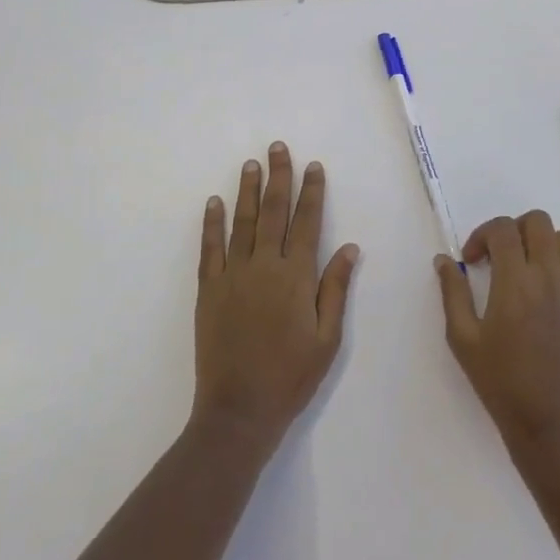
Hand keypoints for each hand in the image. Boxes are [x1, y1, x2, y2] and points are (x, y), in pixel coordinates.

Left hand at [194, 142, 360, 448]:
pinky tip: (214, 202)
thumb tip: (349, 247)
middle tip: (277, 148)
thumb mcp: (327, 338)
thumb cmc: (291, 377)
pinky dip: (212, 223)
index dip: (312, 192)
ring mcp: (233, 275)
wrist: (238, 411)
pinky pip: (210, 248)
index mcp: (297, 276)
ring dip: (247, 190)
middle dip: (278, 177)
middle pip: (273, 212)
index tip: (313, 166)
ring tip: (251, 164)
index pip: (307, 222)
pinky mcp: (209, 290)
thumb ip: (336, 289)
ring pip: (242, 222)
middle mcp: (265, 266)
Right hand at [436, 211, 559, 447]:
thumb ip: (453, 293)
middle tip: (499, 256)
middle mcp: (549, 277)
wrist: (551, 425)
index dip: (482, 235)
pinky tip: (547, 294)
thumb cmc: (501, 383)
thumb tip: (444, 260)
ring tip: (526, 268)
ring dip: (542, 243)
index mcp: (515, 282)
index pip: (503, 229)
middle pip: (538, 222)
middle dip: (514, 229)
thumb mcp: (463, 339)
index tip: (471, 260)